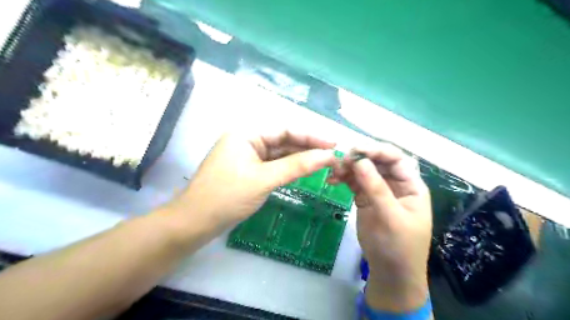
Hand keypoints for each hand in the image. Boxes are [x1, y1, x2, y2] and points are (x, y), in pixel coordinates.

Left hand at [168, 130, 336, 232]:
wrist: (195, 223)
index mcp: (247, 133)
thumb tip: (327, 155)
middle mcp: (248, 139)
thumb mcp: (265, 179)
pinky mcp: (249, 170)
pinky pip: (273, 165)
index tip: (334, 144)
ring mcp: (248, 155)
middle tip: (334, 155)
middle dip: (308, 148)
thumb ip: (297, 166)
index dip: (312, 136)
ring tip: (325, 162)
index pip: (286, 130)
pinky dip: (289, 168)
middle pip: (284, 140)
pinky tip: (305, 170)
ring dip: (300, 158)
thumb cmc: (227, 197)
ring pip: (280, 153)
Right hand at [330, 142, 432, 312]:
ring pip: (362, 170)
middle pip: (377, 161)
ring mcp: (378, 190)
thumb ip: (376, 189)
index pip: (395, 158)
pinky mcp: (364, 198)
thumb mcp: (391, 218)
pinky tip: (332, 179)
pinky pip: (353, 182)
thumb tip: (359, 161)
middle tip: (340, 159)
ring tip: (334, 170)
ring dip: (348, 167)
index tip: (356, 150)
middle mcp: (394, 183)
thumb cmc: (399, 246)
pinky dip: (343, 178)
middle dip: (359, 158)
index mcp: (410, 185)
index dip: (377, 150)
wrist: (390, 272)